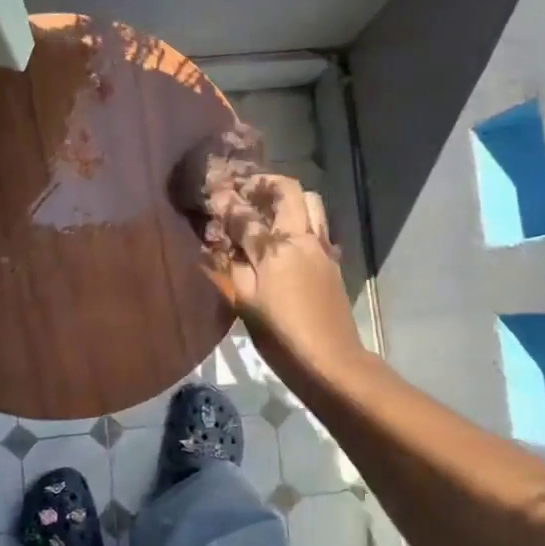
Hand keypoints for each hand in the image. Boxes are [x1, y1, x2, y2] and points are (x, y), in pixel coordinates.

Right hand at [203, 169, 367, 384]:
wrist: (330, 361)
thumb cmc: (280, 335)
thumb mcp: (245, 302)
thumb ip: (231, 266)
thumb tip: (217, 242)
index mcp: (276, 248)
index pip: (245, 214)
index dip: (226, 200)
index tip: (211, 190)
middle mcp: (302, 238)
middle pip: (289, 191)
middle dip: (265, 184)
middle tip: (245, 190)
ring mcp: (322, 248)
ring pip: (311, 204)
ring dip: (288, 198)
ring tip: (267, 209)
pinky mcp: (333, 263)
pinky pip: (318, 226)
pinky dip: (301, 220)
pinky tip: (287, 239)